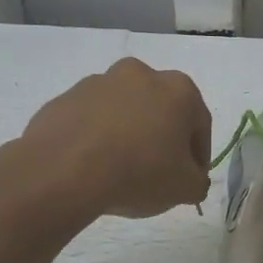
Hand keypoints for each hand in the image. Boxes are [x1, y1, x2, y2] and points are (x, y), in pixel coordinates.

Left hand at [17, 58, 212, 221]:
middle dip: (161, 137)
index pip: (200, 124)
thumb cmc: (139, 172)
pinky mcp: (64, 98)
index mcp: (179, 89)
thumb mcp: (186, 188)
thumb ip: (198, 181)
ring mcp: (98, 83)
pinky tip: (92, 166)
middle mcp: (141, 75)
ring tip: (120, 170)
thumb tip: (191, 179)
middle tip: (157, 171)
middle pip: (160, 110)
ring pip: (124, 112)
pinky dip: (96, 138)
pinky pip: (91, 120)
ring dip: (128, 134)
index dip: (198, 155)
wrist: (63, 172)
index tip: (190, 178)